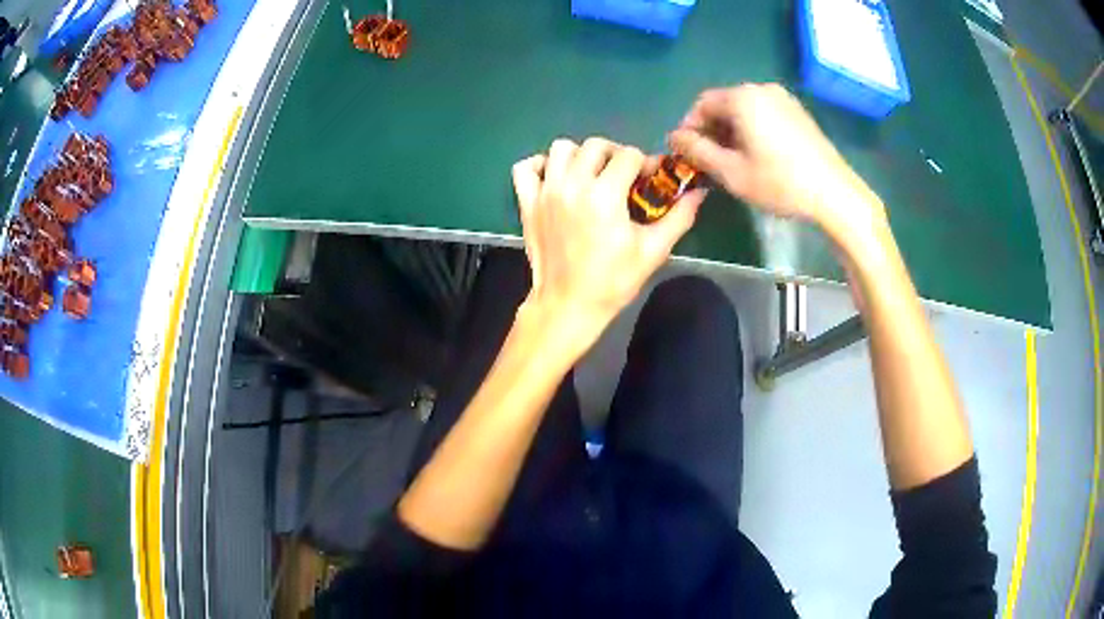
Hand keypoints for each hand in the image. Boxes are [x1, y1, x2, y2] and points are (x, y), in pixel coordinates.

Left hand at [512, 138, 705, 350]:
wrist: (568, 305)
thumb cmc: (613, 281)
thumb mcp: (653, 250)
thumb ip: (679, 217)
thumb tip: (699, 192)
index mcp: (604, 195)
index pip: (628, 155)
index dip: (645, 163)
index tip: (650, 179)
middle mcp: (572, 184)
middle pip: (595, 146)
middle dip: (615, 154)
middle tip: (623, 176)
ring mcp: (545, 192)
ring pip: (560, 149)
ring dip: (580, 156)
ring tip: (591, 175)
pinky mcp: (527, 203)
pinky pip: (526, 168)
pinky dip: (540, 166)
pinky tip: (556, 178)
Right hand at [669, 84, 884, 235]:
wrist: (834, 194)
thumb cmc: (780, 183)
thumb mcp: (731, 172)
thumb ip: (697, 151)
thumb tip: (674, 138)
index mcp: (743, 98)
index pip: (702, 104)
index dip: (689, 128)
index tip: (687, 154)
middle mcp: (762, 89)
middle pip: (724, 104)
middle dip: (711, 130)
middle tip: (709, 161)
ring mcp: (784, 100)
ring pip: (745, 110)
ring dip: (731, 131)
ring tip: (732, 161)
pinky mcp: (798, 113)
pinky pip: (764, 114)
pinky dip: (752, 130)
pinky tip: (757, 156)